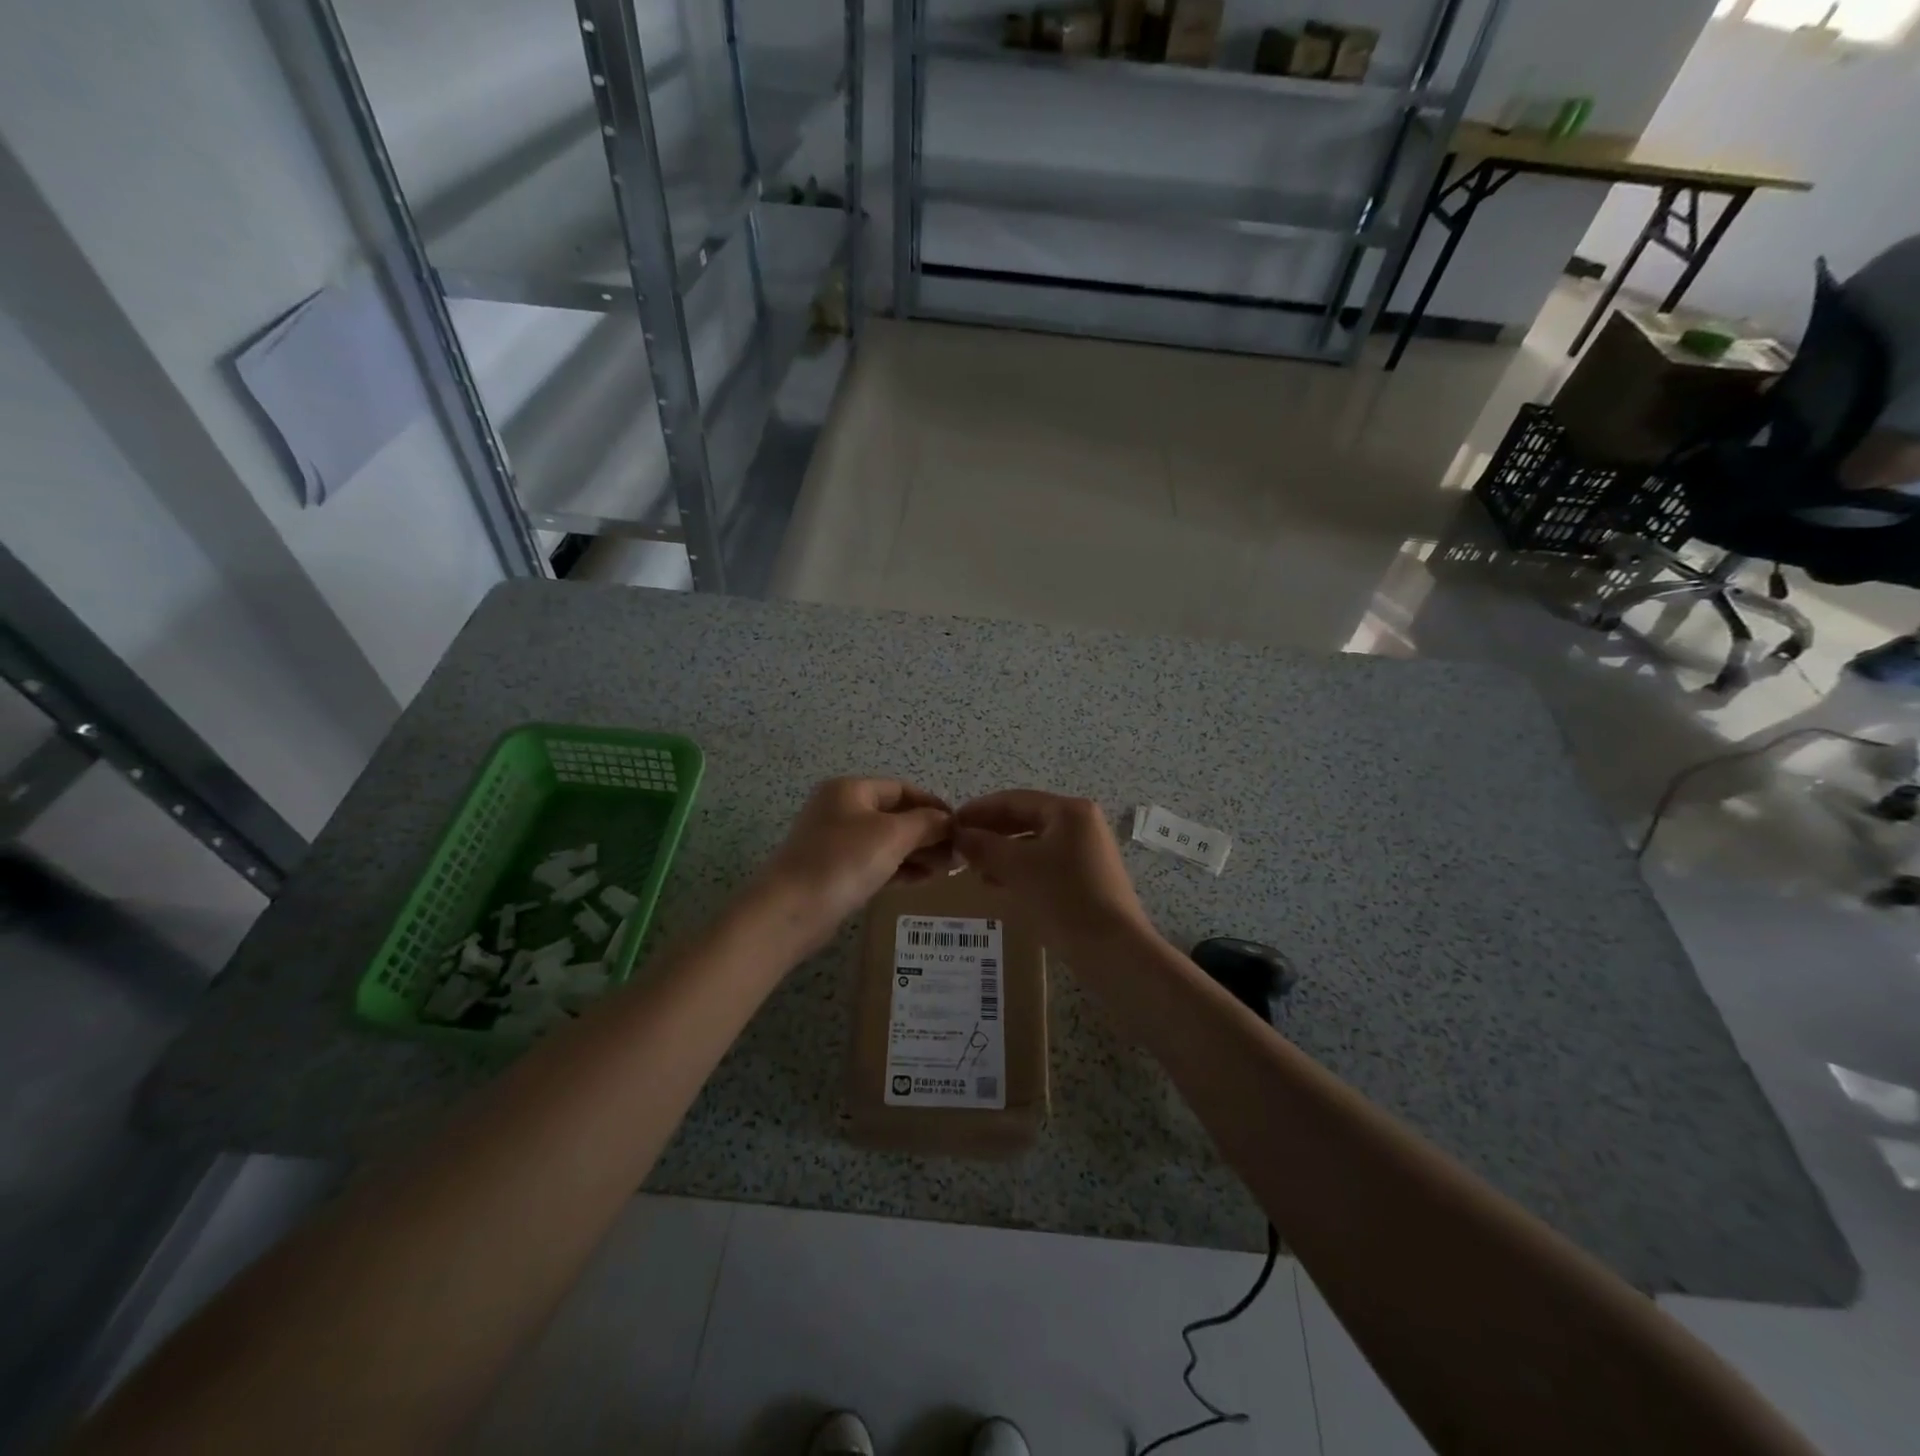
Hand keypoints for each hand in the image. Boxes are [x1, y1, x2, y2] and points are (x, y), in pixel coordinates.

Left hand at [749, 777, 953, 952]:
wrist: (790, 910)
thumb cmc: (843, 861)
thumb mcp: (892, 835)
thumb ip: (926, 824)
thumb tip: (949, 820)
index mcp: (851, 790)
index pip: (902, 789)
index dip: (933, 805)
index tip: (961, 826)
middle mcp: (841, 810)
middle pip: (895, 815)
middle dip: (928, 833)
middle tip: (958, 853)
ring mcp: (835, 842)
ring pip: (887, 841)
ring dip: (918, 853)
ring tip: (948, 870)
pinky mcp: (835, 872)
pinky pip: (875, 863)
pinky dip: (900, 868)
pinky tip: (924, 880)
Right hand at [952, 791, 1150, 950]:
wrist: (1113, 950)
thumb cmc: (1063, 898)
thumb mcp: (1017, 868)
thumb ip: (983, 846)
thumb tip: (959, 834)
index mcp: (1068, 811)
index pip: (1014, 800)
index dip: (979, 810)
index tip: (950, 823)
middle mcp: (1081, 823)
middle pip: (1025, 819)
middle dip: (990, 832)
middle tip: (959, 846)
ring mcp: (1086, 851)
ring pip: (1034, 843)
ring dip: (1002, 852)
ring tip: (973, 867)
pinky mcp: (1087, 877)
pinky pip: (1044, 863)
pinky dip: (1020, 869)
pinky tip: (998, 883)